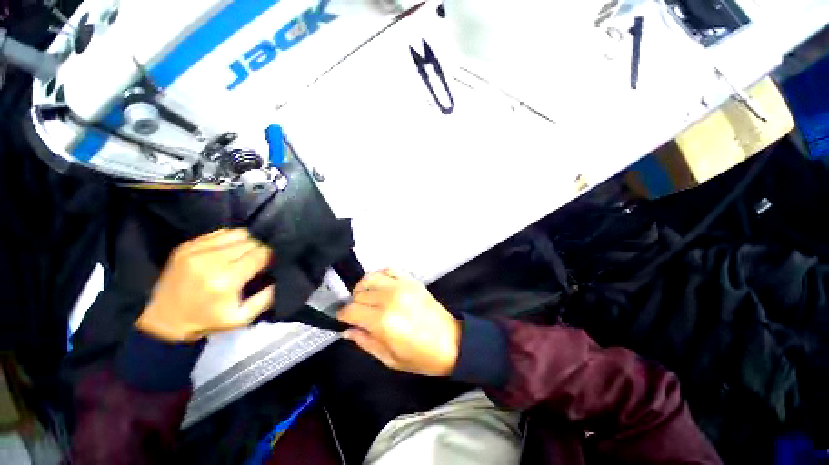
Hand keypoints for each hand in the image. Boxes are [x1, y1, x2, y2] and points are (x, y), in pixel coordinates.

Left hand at [136, 228, 274, 342]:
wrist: (163, 321)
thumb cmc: (205, 321)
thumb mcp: (241, 319)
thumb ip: (264, 299)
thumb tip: (275, 280)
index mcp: (227, 280)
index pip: (260, 254)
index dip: (269, 257)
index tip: (268, 263)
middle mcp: (212, 260)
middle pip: (250, 242)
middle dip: (258, 250)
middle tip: (256, 260)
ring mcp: (196, 251)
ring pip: (237, 233)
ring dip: (246, 242)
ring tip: (242, 253)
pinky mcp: (186, 246)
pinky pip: (218, 233)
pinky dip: (229, 239)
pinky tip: (228, 250)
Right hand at [337, 269, 460, 375]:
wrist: (451, 341)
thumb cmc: (421, 357)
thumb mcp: (389, 359)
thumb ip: (365, 342)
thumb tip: (347, 331)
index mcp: (383, 321)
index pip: (351, 310)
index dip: (342, 316)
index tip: (342, 320)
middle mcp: (390, 299)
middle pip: (359, 294)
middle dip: (353, 304)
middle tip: (357, 314)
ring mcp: (402, 286)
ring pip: (370, 278)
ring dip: (362, 287)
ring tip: (365, 298)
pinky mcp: (411, 280)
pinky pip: (388, 269)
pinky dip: (379, 276)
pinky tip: (380, 286)